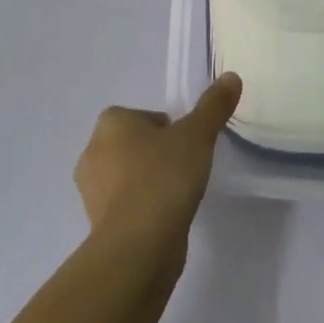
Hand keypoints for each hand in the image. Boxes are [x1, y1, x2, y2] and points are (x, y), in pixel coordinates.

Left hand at [74, 73, 241, 259]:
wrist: (138, 245)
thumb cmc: (163, 177)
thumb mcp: (197, 135)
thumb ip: (214, 106)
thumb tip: (231, 77)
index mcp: (110, 124)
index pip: (139, 116)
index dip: (163, 127)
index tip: (185, 142)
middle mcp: (93, 153)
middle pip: (131, 145)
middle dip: (154, 153)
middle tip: (185, 165)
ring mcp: (91, 192)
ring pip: (126, 176)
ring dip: (148, 181)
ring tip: (178, 193)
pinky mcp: (98, 225)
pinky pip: (125, 206)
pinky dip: (143, 208)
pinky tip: (166, 217)